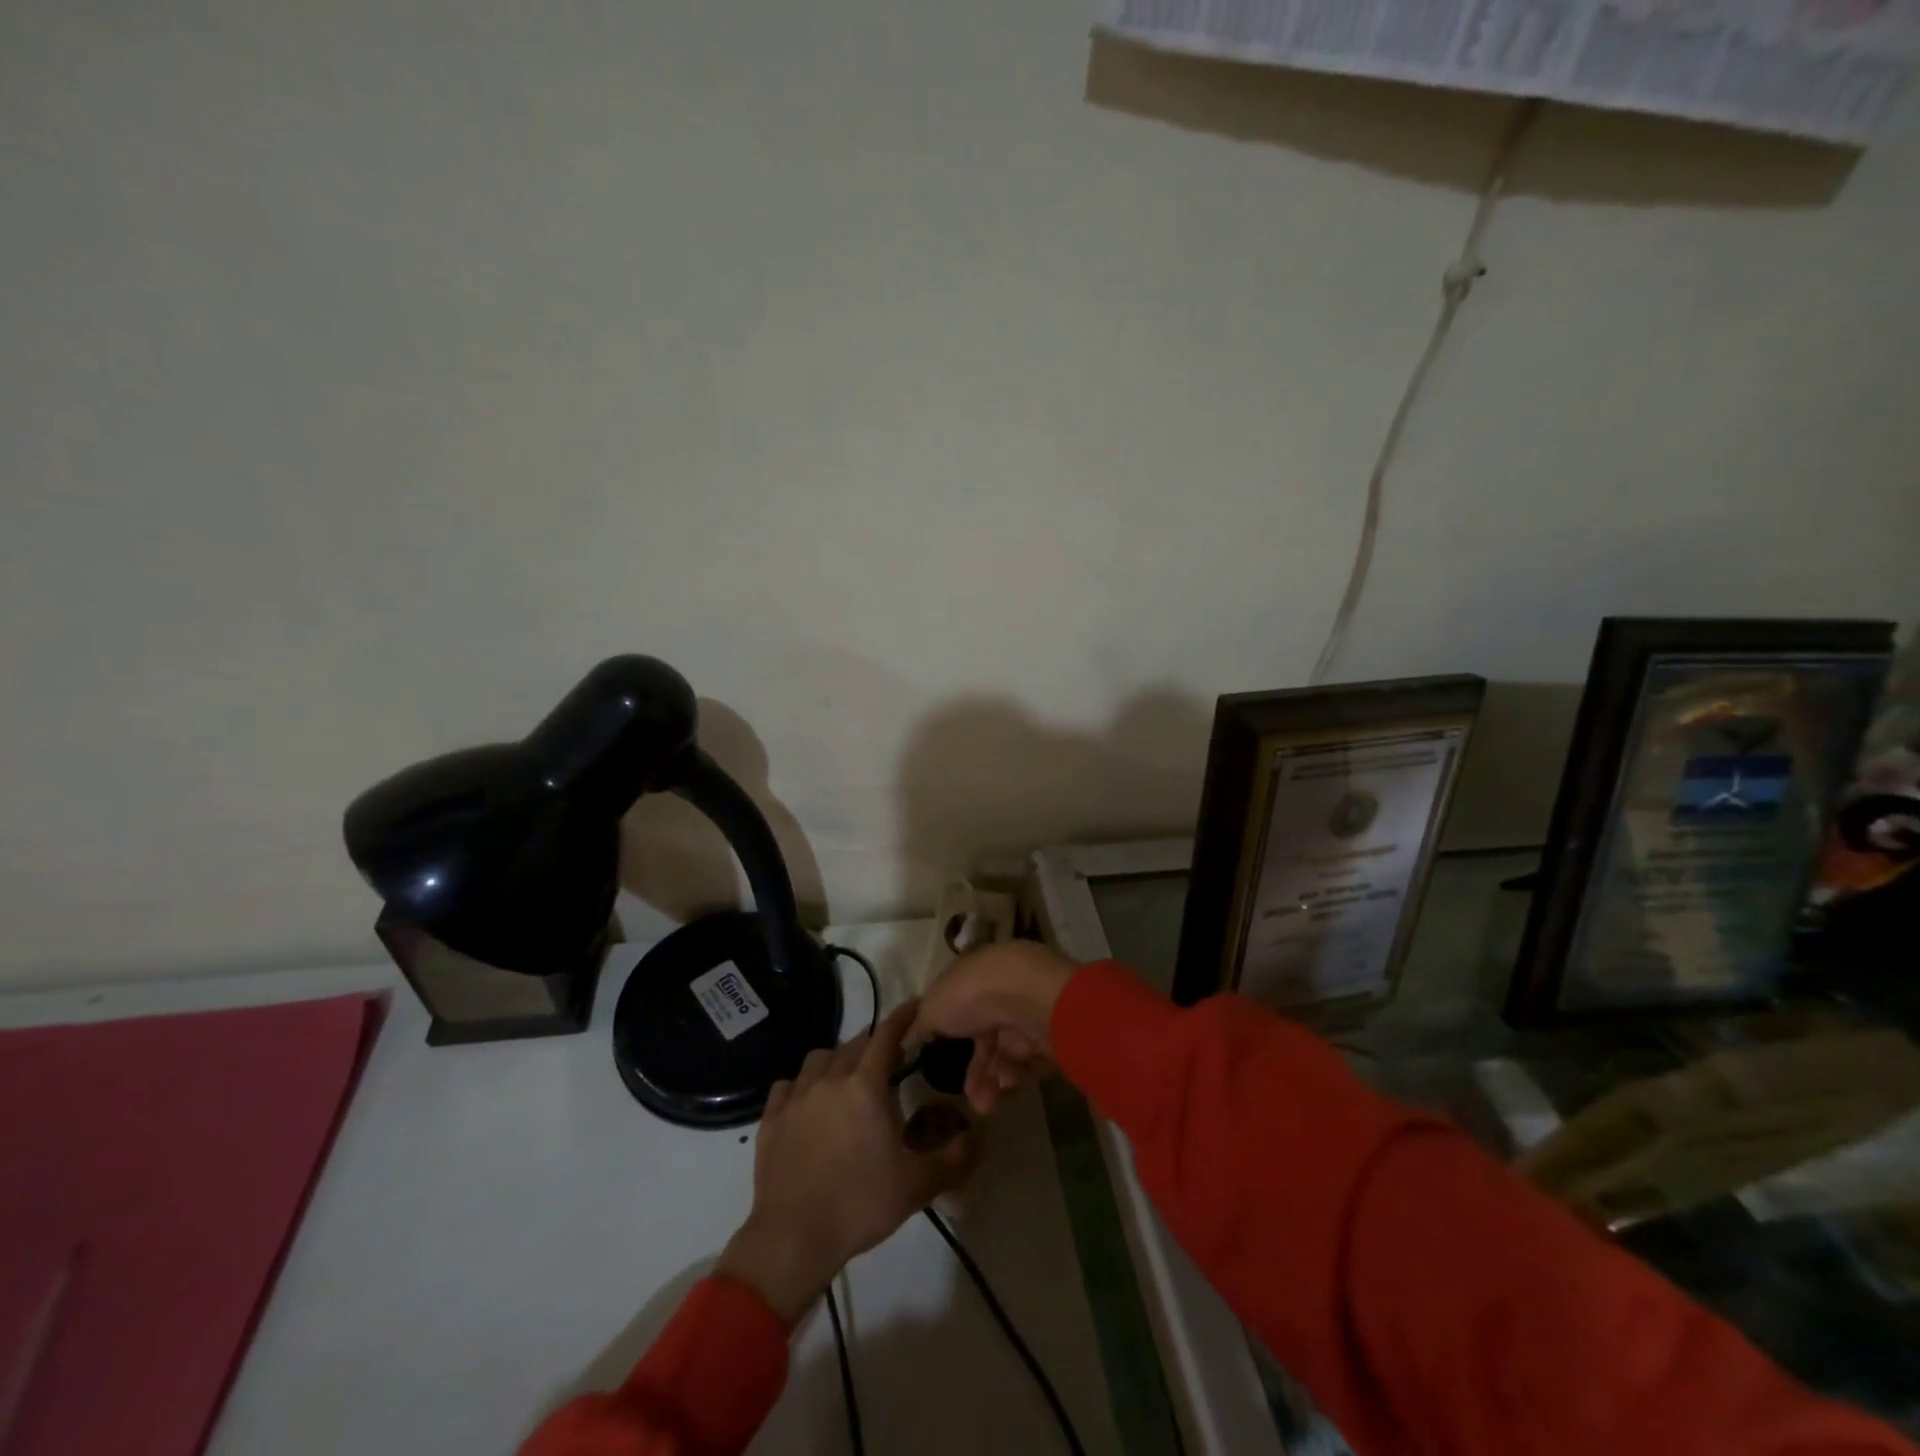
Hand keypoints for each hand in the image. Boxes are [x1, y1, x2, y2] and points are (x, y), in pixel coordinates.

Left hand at [717, 1001, 977, 1325]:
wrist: (793, 1238)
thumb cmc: (860, 1205)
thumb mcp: (918, 1185)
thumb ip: (955, 1156)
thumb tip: (982, 1133)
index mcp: (865, 1085)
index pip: (887, 1035)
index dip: (903, 1016)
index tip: (916, 1005)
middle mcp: (829, 1078)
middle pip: (854, 1044)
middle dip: (874, 1044)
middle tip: (889, 1059)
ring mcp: (795, 1096)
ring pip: (819, 1059)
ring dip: (838, 1060)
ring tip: (849, 1079)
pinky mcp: (771, 1118)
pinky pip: (788, 1085)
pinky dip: (803, 1084)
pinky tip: (809, 1102)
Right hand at [913, 941, 1077, 1115]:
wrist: (1028, 996)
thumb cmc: (971, 994)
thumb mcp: (933, 1006)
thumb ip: (922, 1023)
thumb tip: (915, 1034)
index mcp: (974, 976)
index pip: (962, 1007)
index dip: (951, 1036)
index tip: (942, 1063)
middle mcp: (1003, 992)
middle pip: (987, 1038)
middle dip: (977, 1073)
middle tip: (973, 1101)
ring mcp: (1029, 1012)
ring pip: (1008, 1055)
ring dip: (995, 1081)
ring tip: (989, 1100)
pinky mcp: (1052, 1033)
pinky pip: (1031, 1063)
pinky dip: (1018, 1077)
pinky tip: (1008, 1084)